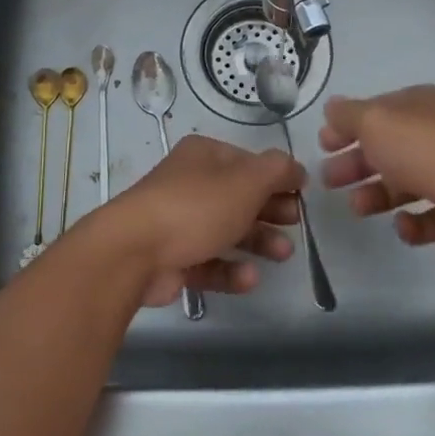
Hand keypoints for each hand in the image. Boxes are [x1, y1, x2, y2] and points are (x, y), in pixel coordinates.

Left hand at [89, 133, 302, 306]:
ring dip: (258, 242)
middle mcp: (189, 184)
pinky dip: (230, 270)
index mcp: (204, 156)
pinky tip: (249, 279)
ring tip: (283, 255)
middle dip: (270, 211)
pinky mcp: (171, 259)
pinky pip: (208, 263)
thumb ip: (278, 170)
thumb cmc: (196, 207)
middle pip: (239, 197)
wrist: (133, 252)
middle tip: (295, 224)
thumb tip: (295, 169)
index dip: (277, 177)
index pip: (248, 162)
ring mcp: (177, 223)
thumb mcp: (246, 181)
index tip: (301, 195)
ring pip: (226, 231)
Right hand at [318, 85, 434, 254]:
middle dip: (356, 163)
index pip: (376, 112)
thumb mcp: (375, 122)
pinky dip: (412, 223)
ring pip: (405, 182)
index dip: (347, 126)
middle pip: (387, 148)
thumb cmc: (425, 150)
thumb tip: (332, 108)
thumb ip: (348, 115)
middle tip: (329, 181)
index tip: (323, 146)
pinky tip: (402, 226)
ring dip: (377, 195)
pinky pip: (430, 216)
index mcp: (417, 106)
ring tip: (358, 208)